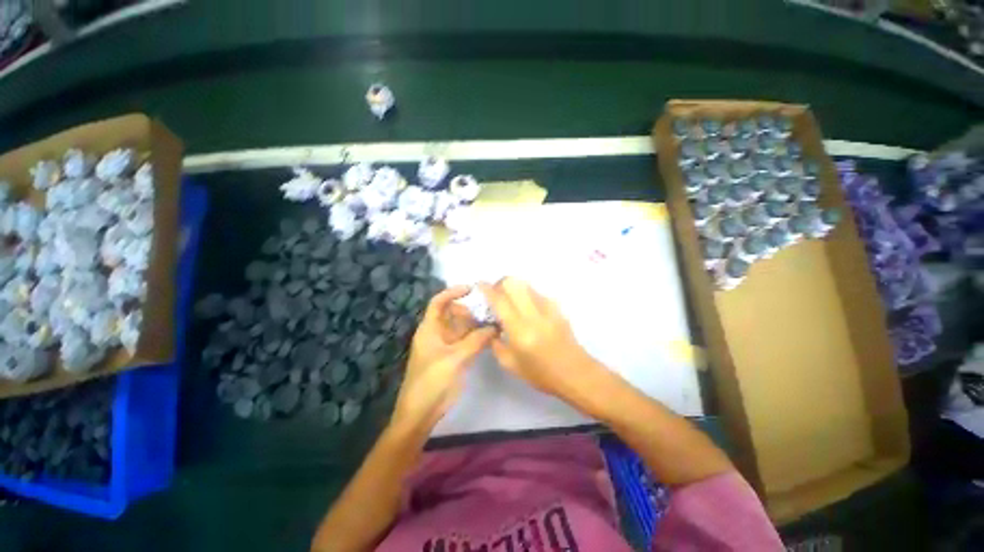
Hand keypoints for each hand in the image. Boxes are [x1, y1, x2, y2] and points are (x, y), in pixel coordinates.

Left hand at [392, 286, 495, 432]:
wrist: (421, 412)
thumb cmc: (432, 381)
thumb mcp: (454, 358)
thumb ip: (476, 341)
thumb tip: (495, 327)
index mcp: (430, 329)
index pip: (438, 302)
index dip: (452, 292)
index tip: (471, 289)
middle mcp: (438, 333)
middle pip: (453, 314)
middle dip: (470, 311)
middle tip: (489, 312)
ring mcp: (446, 346)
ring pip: (462, 328)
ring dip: (476, 325)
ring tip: (494, 323)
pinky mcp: (454, 357)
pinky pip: (467, 341)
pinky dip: (477, 338)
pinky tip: (491, 338)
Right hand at [479, 278, 599, 399]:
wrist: (576, 373)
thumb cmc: (541, 374)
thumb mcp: (510, 364)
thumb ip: (495, 342)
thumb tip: (490, 325)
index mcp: (519, 330)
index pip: (499, 300)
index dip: (486, 289)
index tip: (479, 286)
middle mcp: (533, 314)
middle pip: (513, 282)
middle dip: (500, 283)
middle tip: (496, 295)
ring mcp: (548, 308)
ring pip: (526, 284)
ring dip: (514, 288)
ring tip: (511, 302)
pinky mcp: (557, 307)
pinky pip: (537, 292)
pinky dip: (527, 295)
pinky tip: (527, 310)